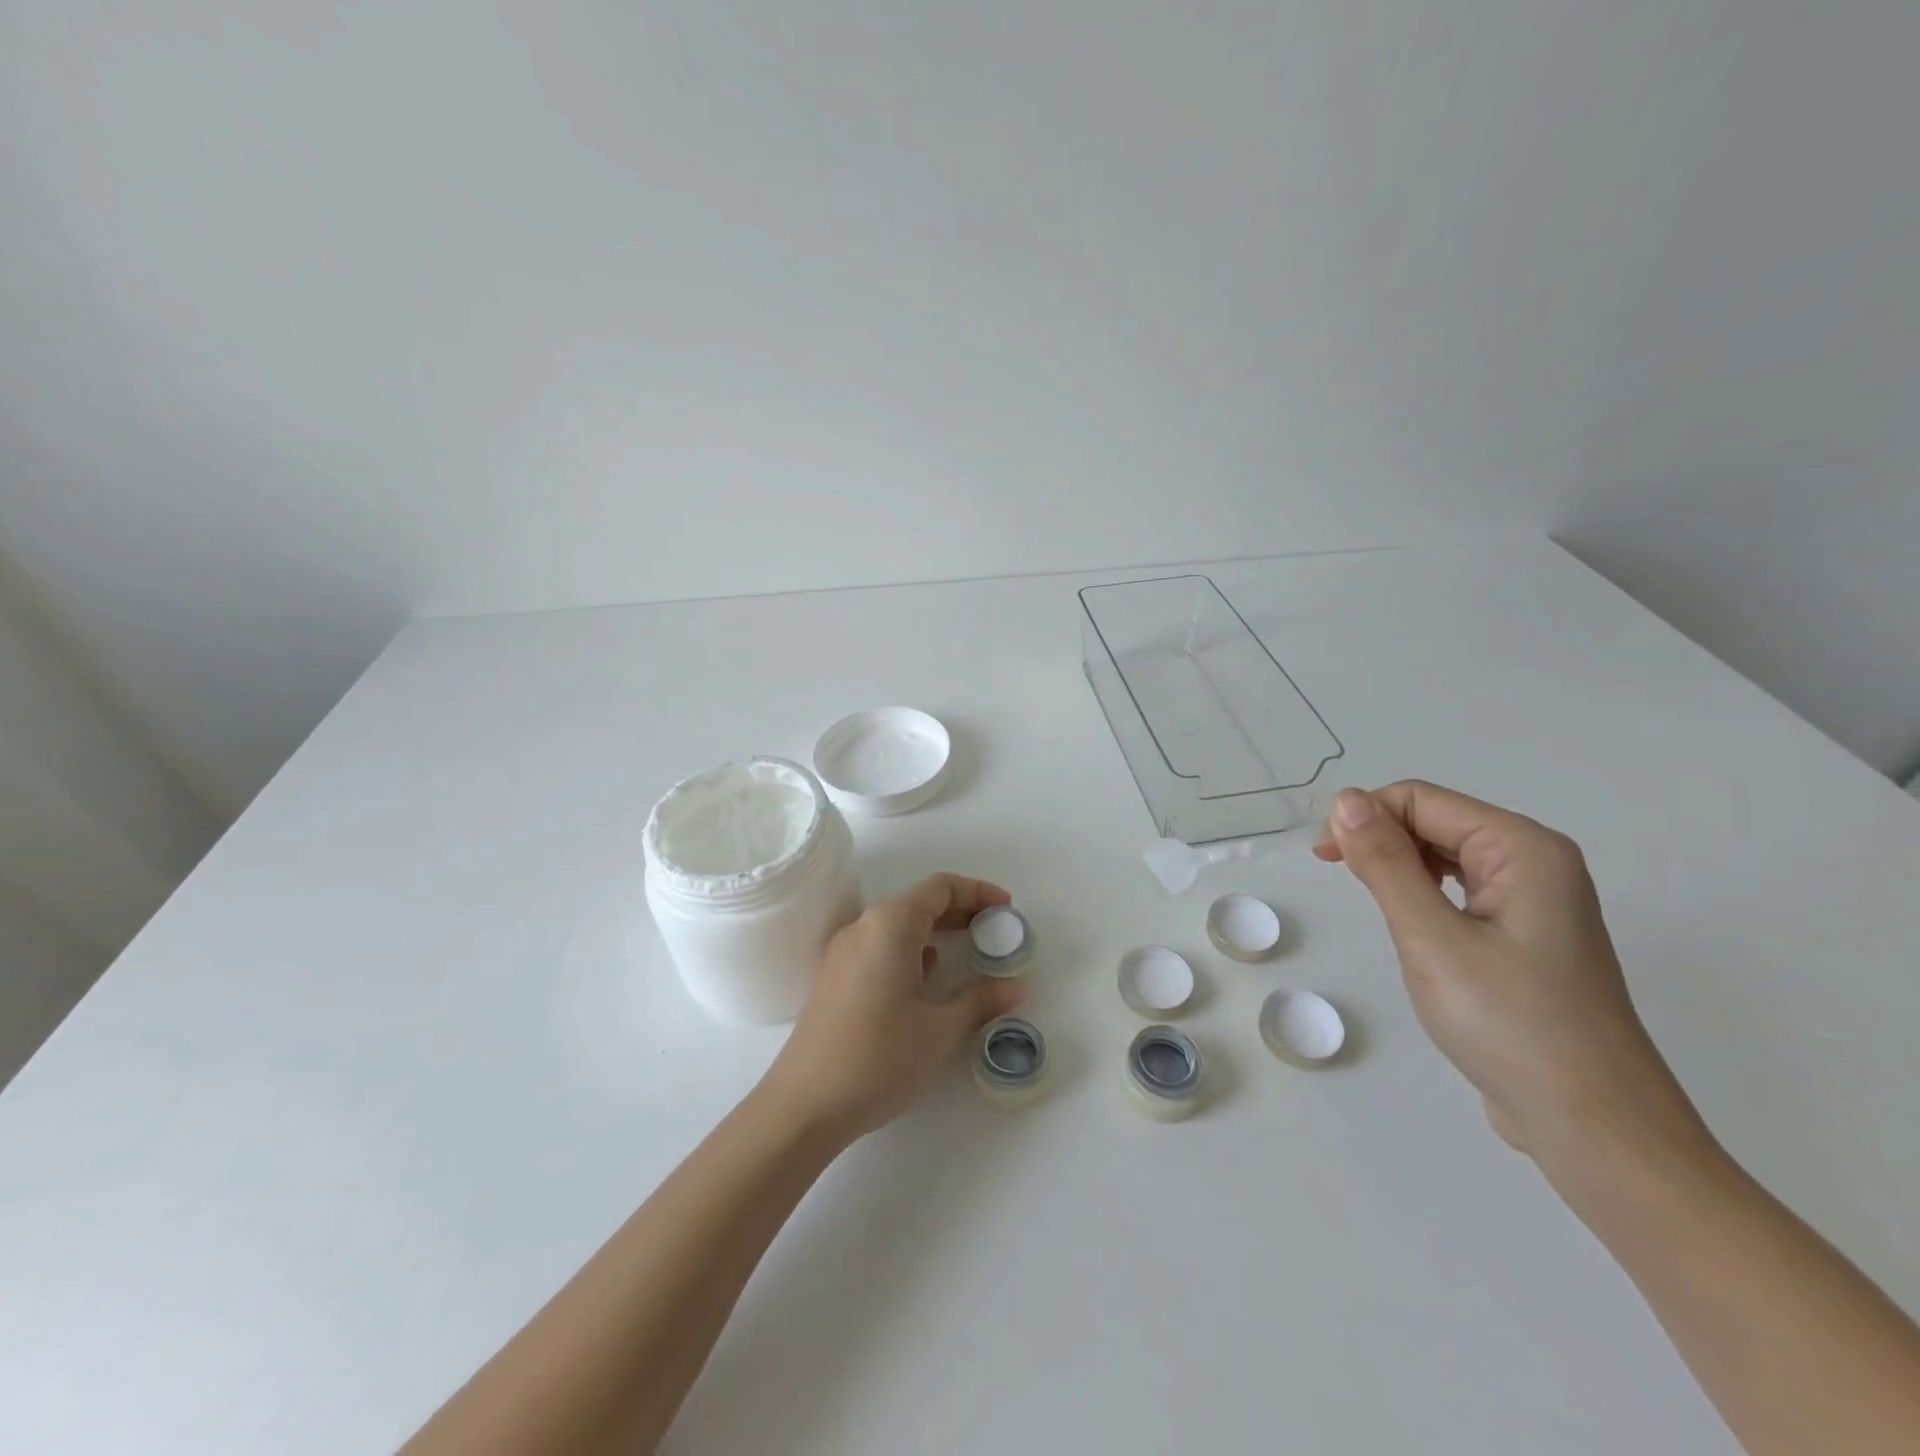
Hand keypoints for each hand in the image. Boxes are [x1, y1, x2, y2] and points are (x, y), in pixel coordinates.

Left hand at [761, 873, 1026, 1141]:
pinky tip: (928, 979)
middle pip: (919, 902)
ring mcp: (844, 952)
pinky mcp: (835, 977)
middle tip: (995, 932)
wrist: (805, 1104)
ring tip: (969, 954)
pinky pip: (880, 947)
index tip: (1007, 911)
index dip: (978, 892)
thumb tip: (1015, 986)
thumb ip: (981, 1000)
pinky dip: (911, 951)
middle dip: (961, 911)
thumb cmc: (879, 1058)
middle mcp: (864, 926)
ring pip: (898, 925)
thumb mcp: (941, 1030)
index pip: (941, 887)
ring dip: (936, 932)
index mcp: (890, 924)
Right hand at [1315, 782, 1710, 1179]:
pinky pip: (1462, 889)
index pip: (1422, 799)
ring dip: (1399, 865)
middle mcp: (1537, 861)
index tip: (1325, 857)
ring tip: (1373, 902)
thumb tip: (1345, 799)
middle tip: (1338, 877)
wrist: (1595, 1129)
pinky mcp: (1527, 936)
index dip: (1365, 816)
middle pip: (1436, 820)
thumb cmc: (1510, 1024)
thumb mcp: (1431, 937)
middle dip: (1380, 837)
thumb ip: (1385, 863)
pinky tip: (1410, 923)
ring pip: (1447, 855)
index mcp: (1523, 848)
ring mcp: (1537, 901)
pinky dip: (1423, 893)